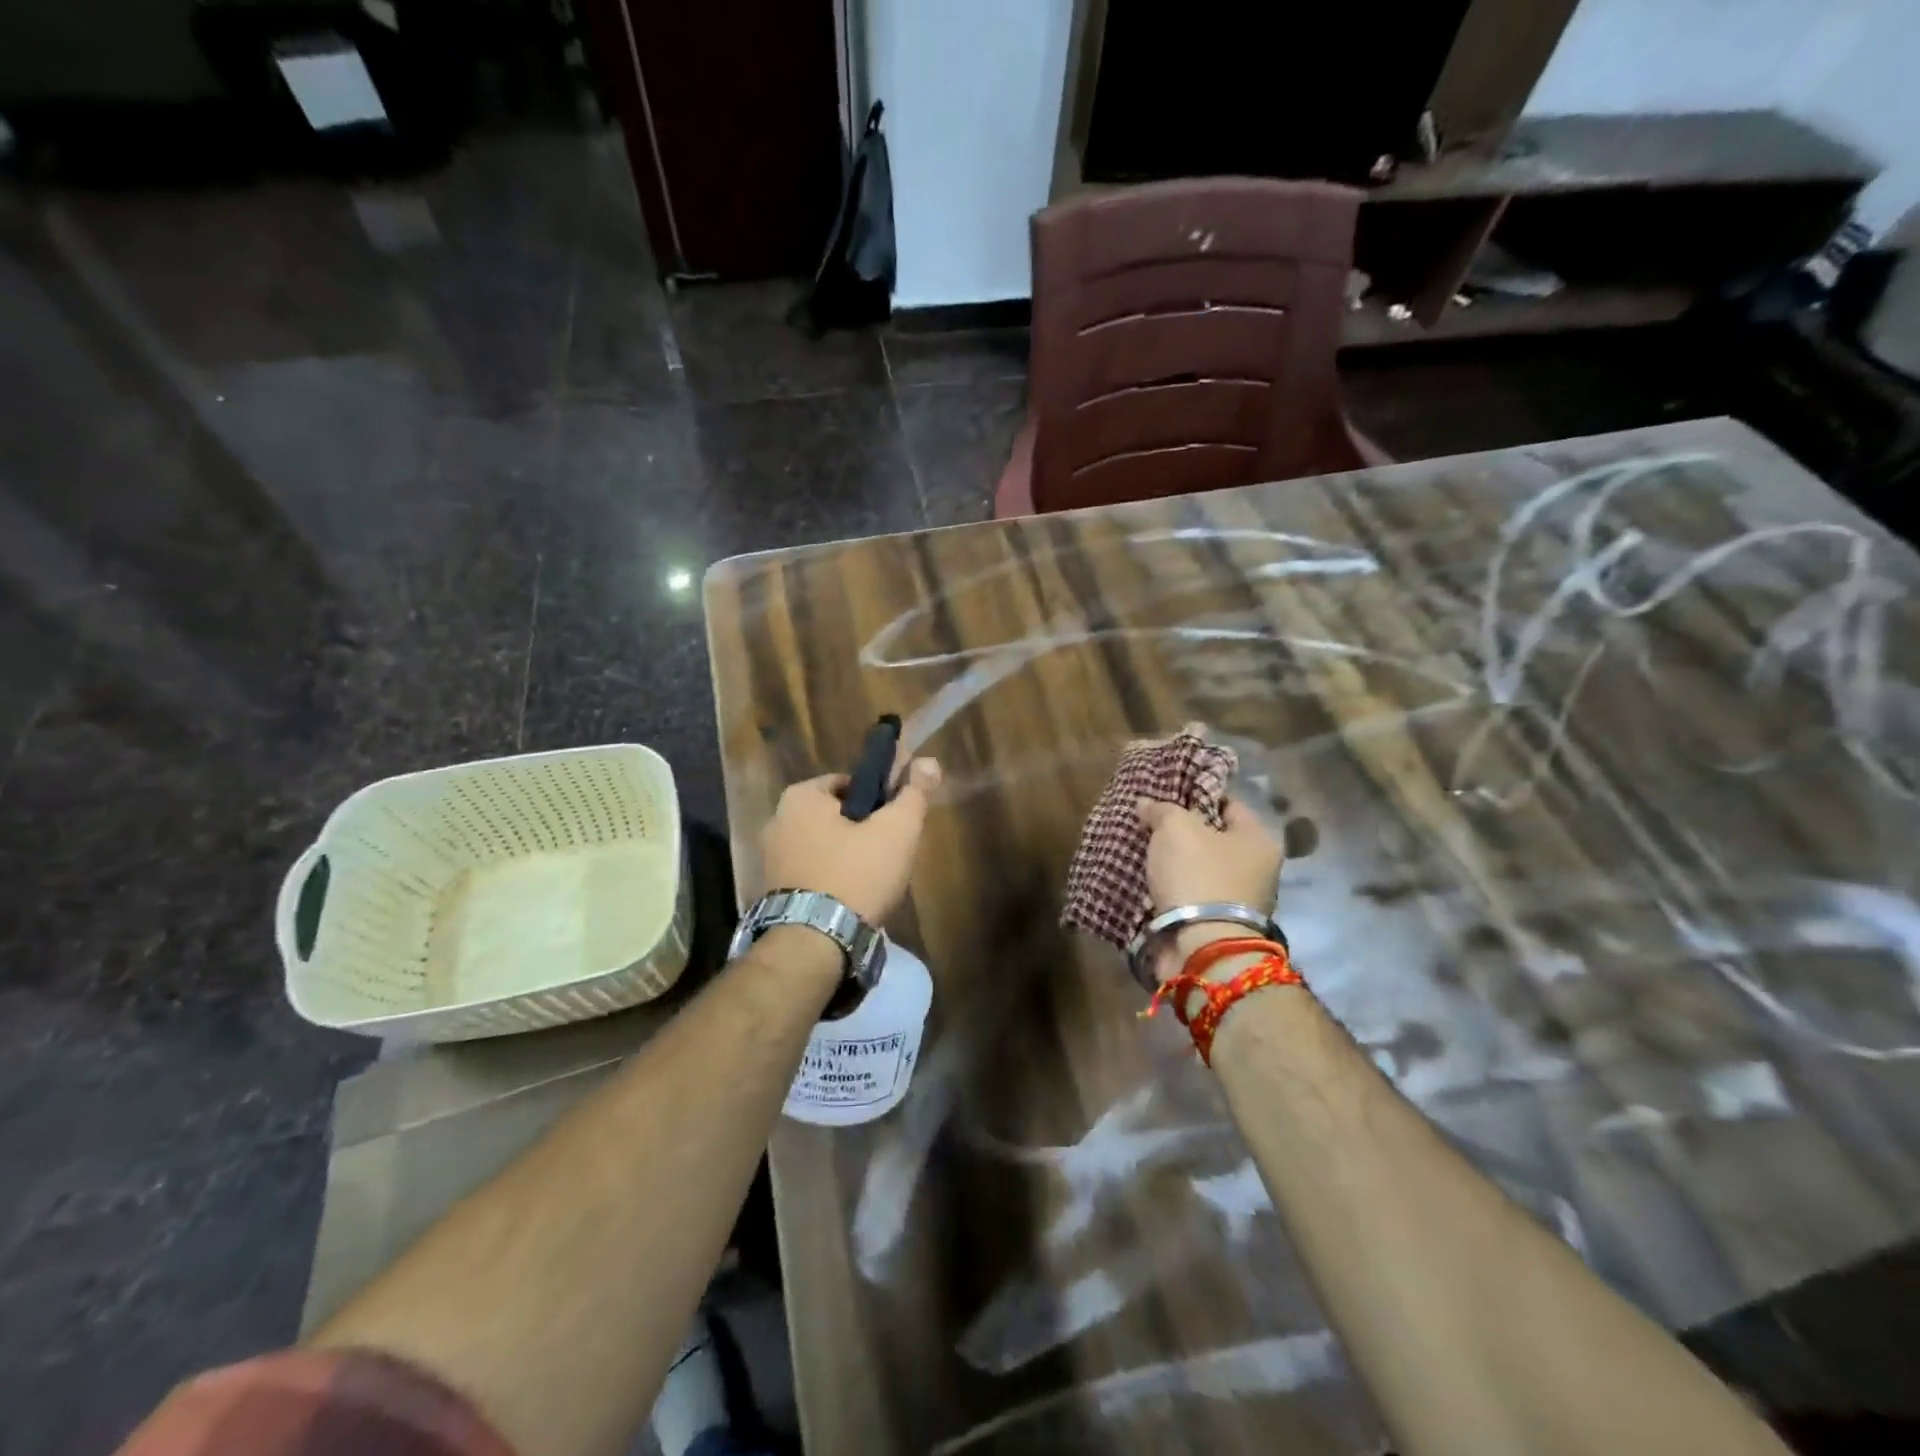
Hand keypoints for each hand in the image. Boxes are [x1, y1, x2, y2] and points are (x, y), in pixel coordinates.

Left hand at [761, 758, 942, 923]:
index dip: (879, 800)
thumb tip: (930, 761)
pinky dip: (832, 879)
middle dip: (862, 831)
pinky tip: (852, 899)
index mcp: (800, 797)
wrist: (814, 943)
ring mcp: (771, 859)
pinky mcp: (774, 891)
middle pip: (836, 816)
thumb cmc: (857, 875)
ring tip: (874, 882)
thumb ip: (914, 793)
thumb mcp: (897, 830)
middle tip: (889, 855)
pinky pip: (812, 873)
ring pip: (825, 846)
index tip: (895, 823)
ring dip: (848, 857)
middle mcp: (777, 821)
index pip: (850, 783)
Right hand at [1135, 798, 1283, 984]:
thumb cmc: (1198, 875)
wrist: (1202, 948)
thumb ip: (1161, 810)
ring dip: (1173, 864)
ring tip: (1142, 851)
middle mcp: (1256, 869)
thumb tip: (1146, 804)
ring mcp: (1237, 901)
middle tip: (1149, 823)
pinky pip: (1188, 897)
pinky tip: (1146, 879)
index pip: (1228, 803)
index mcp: (1258, 839)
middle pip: (1213, 838)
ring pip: (1198, 869)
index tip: (1167, 794)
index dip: (1197, 795)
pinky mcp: (1215, 925)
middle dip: (1182, 832)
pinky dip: (1170, 890)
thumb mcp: (1176, 828)